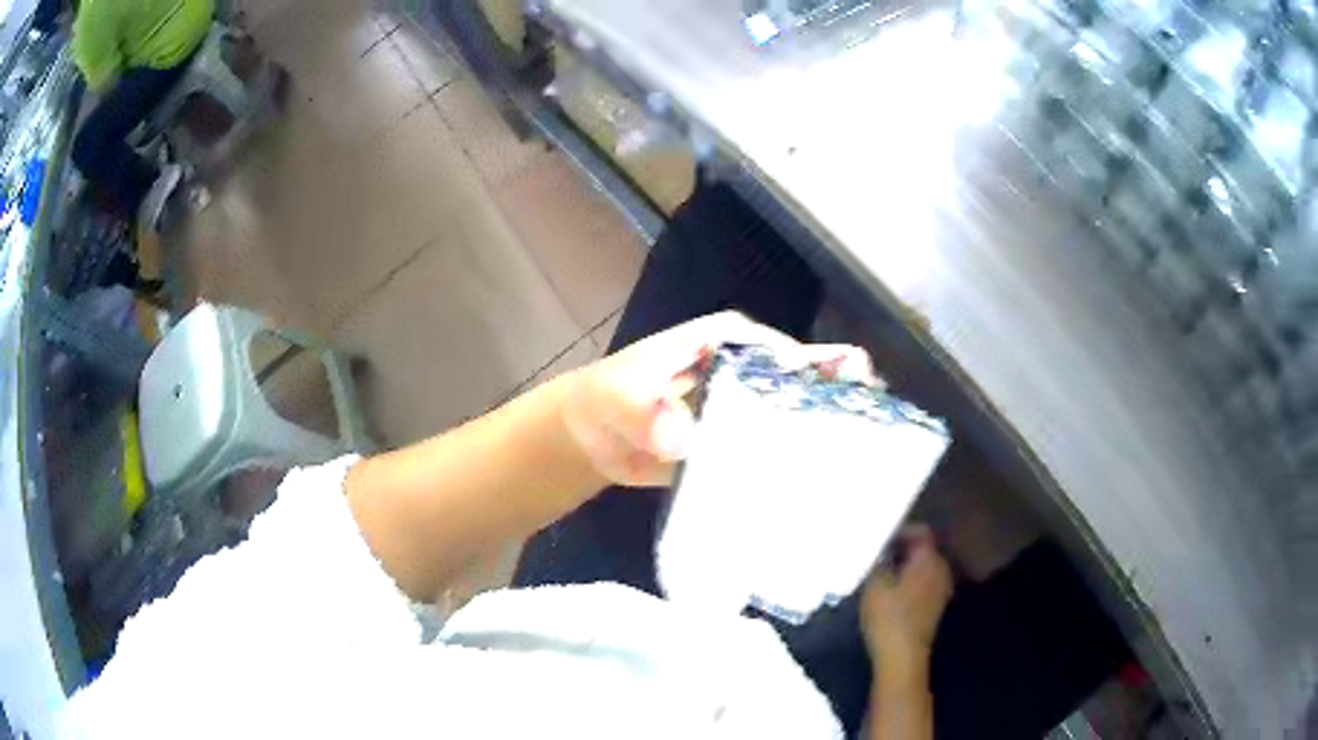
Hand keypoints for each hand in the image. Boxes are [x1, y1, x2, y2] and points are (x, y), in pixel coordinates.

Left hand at [561, 311, 874, 487]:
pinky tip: (820, 493)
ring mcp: (747, 413)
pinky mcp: (740, 448)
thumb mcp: (618, 394)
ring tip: (864, 467)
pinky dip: (793, 471)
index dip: (821, 367)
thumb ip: (644, 411)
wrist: (593, 439)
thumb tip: (683, 440)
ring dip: (823, 440)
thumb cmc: (607, 396)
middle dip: (839, 403)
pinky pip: (771, 456)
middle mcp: (747, 373)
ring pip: (794, 420)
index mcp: (727, 343)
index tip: (853, 394)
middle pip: (803, 383)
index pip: (782, 350)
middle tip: (876, 433)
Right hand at [861, 525, 953, 678]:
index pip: (920, 531)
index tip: (878, 539)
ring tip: (879, 574)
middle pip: (923, 549)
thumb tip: (878, 547)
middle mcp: (942, 569)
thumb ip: (877, 560)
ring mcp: (941, 590)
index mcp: (930, 558)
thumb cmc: (889, 616)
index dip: (899, 531)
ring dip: (904, 568)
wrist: (902, 658)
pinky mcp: (934, 608)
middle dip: (901, 549)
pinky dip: (908, 583)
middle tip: (875, 555)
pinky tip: (889, 594)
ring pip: (922, 568)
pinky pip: (922, 584)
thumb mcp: (874, 584)